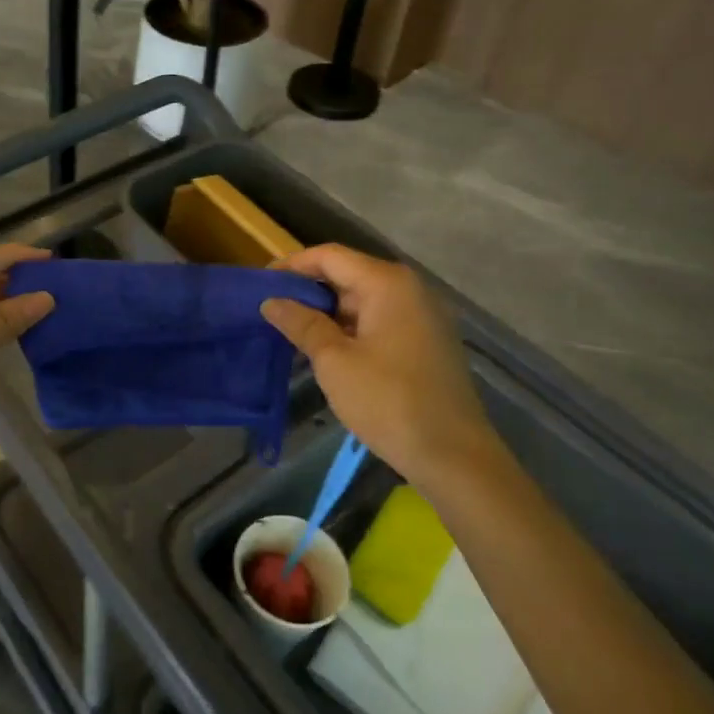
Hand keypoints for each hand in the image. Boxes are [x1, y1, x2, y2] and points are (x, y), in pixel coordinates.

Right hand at [260, 245, 500, 492]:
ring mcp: (422, 315)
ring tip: (292, 332)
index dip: (292, 266)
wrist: (454, 456)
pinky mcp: (427, 341)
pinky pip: (380, 320)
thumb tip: (271, 301)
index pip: (329, 257)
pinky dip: (351, 328)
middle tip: (272, 311)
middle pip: (348, 274)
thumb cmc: (388, 401)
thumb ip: (301, 324)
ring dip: (328, 312)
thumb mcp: (334, 361)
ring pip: (363, 300)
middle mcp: (409, 289)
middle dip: (308, 290)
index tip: (260, 284)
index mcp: (387, 283)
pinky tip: (327, 350)